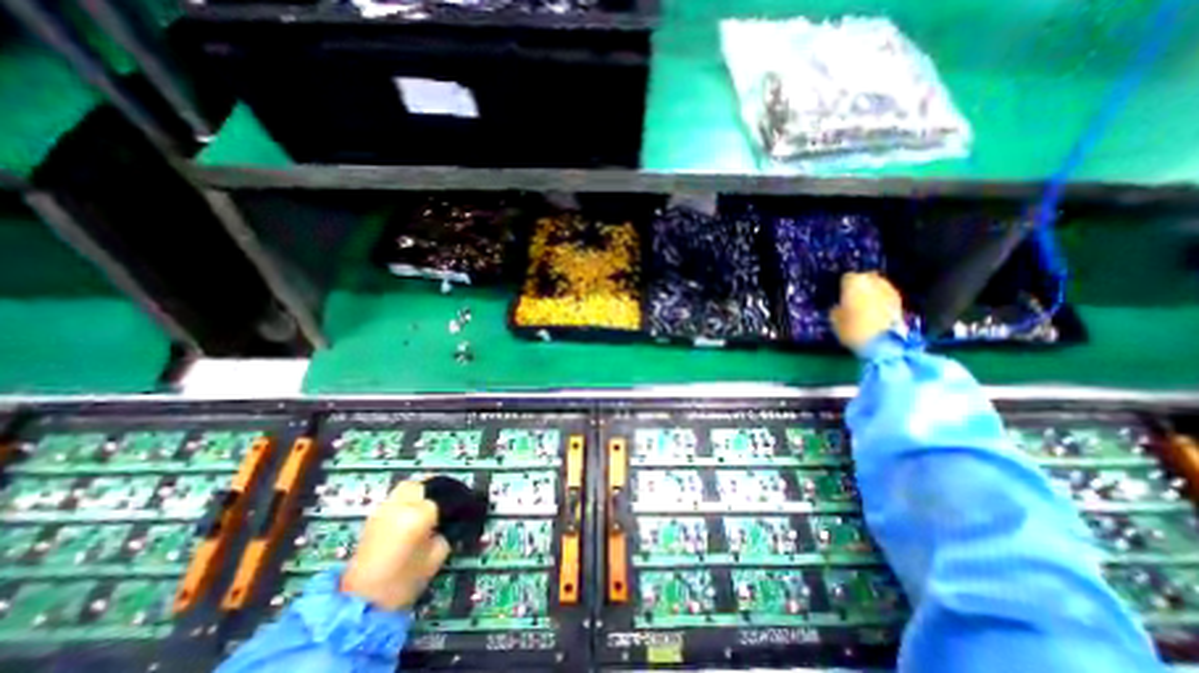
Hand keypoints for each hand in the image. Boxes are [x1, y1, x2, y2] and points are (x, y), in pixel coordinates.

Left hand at [342, 481, 453, 612]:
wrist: (361, 604)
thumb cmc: (403, 583)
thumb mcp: (436, 556)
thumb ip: (448, 532)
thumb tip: (455, 519)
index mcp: (418, 515)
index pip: (444, 497)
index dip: (457, 502)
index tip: (464, 509)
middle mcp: (400, 506)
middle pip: (423, 485)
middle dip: (436, 490)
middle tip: (446, 503)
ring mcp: (384, 510)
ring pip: (407, 487)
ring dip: (420, 492)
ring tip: (428, 506)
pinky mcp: (373, 518)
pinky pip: (395, 498)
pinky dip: (407, 500)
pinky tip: (413, 514)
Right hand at [837, 271, 898, 350]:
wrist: (882, 343)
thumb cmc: (852, 329)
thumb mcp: (835, 320)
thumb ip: (837, 308)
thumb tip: (840, 306)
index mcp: (855, 283)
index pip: (846, 277)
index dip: (843, 286)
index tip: (840, 295)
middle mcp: (874, 281)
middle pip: (865, 278)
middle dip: (860, 286)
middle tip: (852, 298)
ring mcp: (890, 290)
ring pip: (878, 286)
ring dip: (871, 293)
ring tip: (864, 306)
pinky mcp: (900, 301)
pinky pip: (886, 296)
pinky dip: (881, 301)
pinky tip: (876, 312)